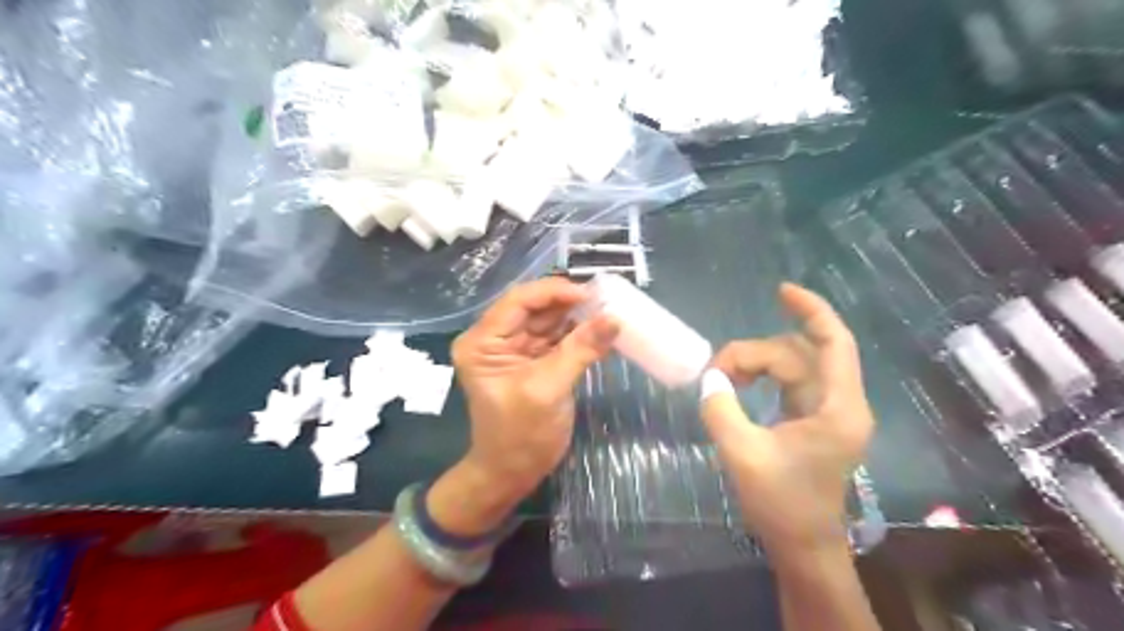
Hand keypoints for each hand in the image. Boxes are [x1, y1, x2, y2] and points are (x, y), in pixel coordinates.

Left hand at [450, 278, 617, 503]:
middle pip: (535, 308)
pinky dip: (578, 335)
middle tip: (606, 300)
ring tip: (608, 311)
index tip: (590, 294)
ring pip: (549, 322)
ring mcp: (516, 350)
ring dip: (577, 317)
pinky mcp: (534, 362)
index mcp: (483, 341)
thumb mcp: (548, 389)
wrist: (512, 474)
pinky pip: (558, 340)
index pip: (518, 300)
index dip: (554, 292)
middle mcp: (496, 339)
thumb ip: (580, 350)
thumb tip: (614, 319)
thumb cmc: (520, 436)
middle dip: (569, 304)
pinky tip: (601, 330)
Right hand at [701, 284, 873, 553]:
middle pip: (799, 354)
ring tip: (723, 380)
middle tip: (716, 373)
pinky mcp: (814, 419)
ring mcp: (827, 411)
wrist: (803, 546)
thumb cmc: (782, 505)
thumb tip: (709, 378)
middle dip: (755, 353)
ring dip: (756, 364)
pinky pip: (789, 382)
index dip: (811, 310)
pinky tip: (739, 385)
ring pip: (793, 365)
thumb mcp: (742, 454)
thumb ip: (721, 409)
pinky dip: (762, 377)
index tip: (781, 291)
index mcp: (837, 409)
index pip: (833, 343)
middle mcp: (839, 403)